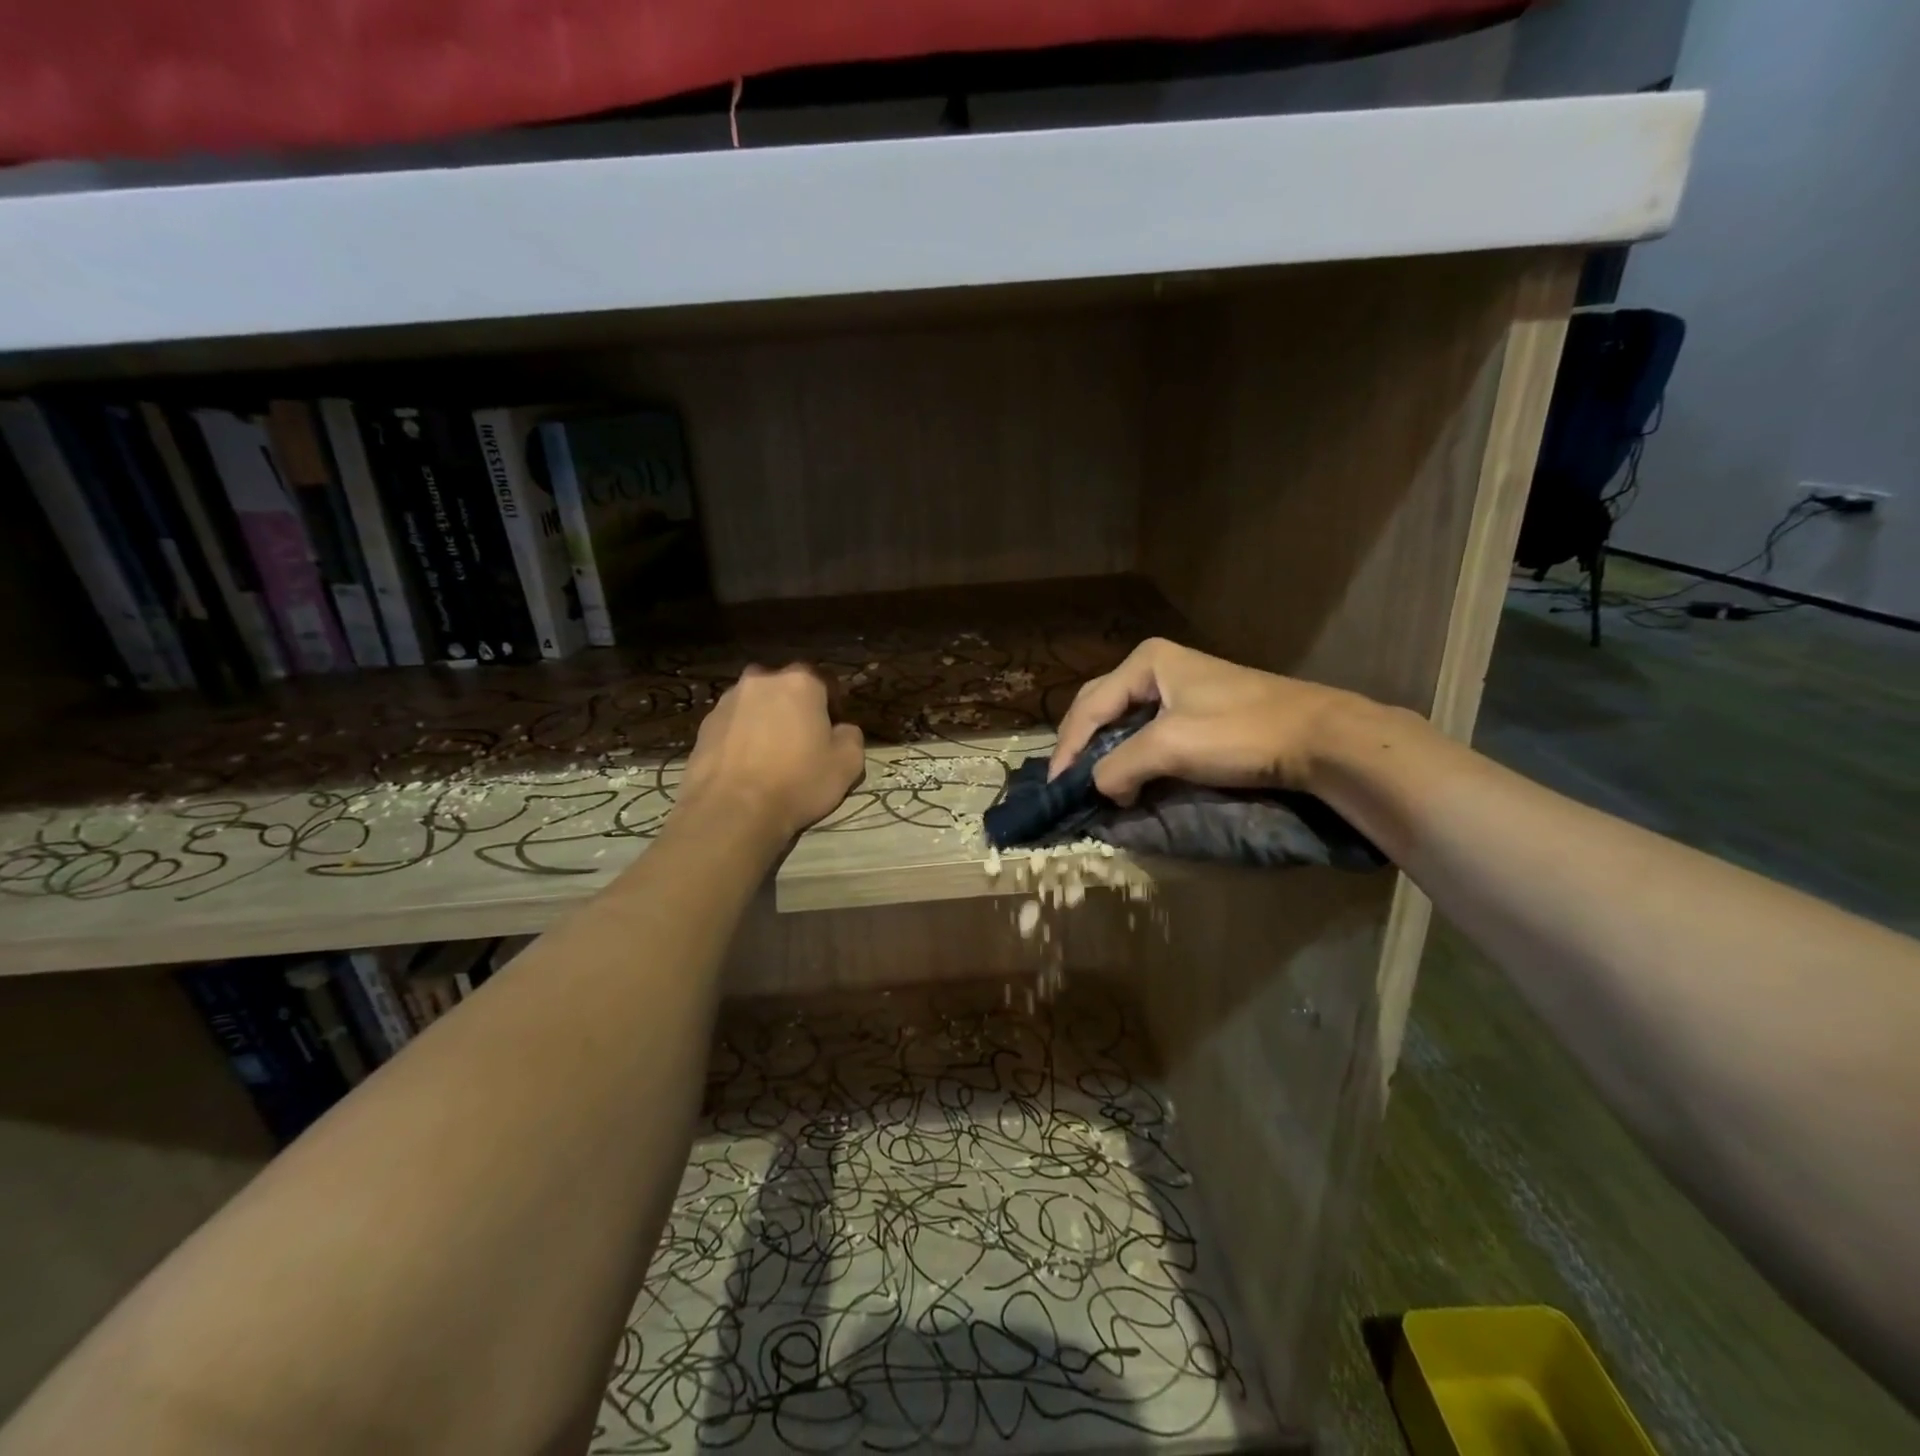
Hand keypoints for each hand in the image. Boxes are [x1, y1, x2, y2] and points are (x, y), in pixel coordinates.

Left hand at [679, 664, 865, 838]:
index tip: (832, 734)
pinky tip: (746, 767)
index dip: (833, 708)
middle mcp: (761, 680)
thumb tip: (842, 729)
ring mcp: (728, 701)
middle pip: (786, 690)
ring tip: (770, 757)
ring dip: (765, 721)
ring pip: (756, 705)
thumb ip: (852, 736)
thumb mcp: (847, 765)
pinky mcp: (703, 725)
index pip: (825, 683)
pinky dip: (741, 739)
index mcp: (800, 682)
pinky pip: (733, 725)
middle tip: (801, 744)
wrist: (731, 810)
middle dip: (795, 709)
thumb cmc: (797, 782)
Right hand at [1048, 638, 1365, 803]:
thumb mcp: (1169, 747)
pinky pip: (1148, 732)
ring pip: (1124, 721)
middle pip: (1101, 708)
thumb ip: (1119, 766)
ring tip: (1092, 783)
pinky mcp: (1198, 711)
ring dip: (1106, 753)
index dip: (1068, 748)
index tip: (1056, 787)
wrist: (1319, 739)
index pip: (1089, 706)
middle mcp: (1157, 668)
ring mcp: (1180, 688)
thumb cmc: (1239, 733)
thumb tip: (1098, 788)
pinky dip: (1131, 755)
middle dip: (1082, 746)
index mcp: (1146, 662)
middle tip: (1068, 783)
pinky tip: (1128, 776)